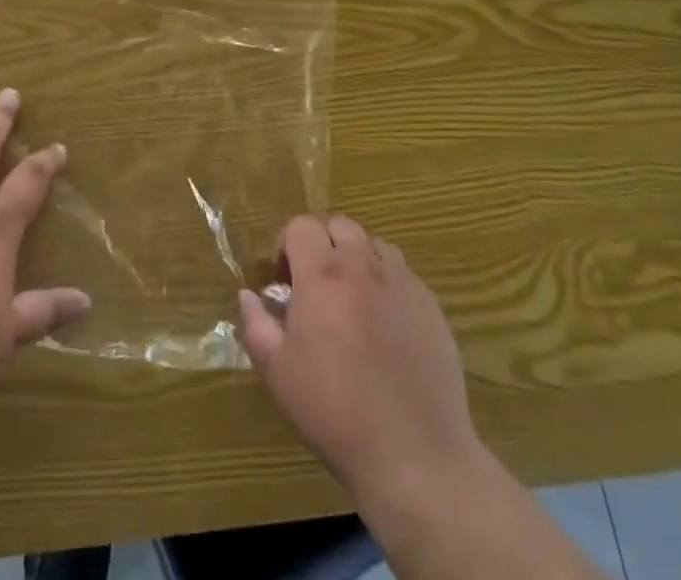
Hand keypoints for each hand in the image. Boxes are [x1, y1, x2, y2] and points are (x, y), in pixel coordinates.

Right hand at [239, 215, 481, 505]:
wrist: (414, 455)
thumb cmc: (335, 410)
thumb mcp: (278, 372)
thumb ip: (257, 325)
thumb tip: (248, 295)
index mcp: (322, 273)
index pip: (301, 226)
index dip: (287, 245)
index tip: (285, 281)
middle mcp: (363, 265)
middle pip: (339, 226)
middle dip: (322, 244)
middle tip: (316, 286)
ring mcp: (402, 283)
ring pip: (374, 245)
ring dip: (358, 259)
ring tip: (353, 301)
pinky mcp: (432, 307)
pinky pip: (404, 275)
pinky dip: (388, 284)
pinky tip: (386, 326)